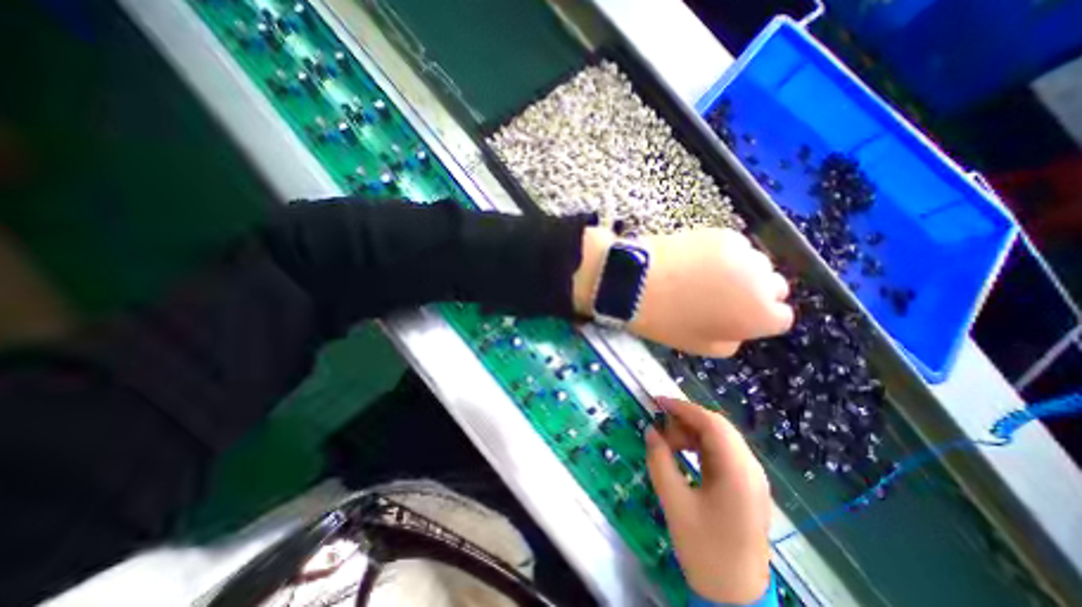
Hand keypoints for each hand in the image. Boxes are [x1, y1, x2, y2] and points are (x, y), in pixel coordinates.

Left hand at [574, 228, 791, 359]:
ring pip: (756, 264)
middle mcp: (763, 282)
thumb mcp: (701, 346)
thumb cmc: (667, 320)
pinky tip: (697, 260)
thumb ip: (733, 339)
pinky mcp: (724, 234)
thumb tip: (740, 328)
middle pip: (773, 286)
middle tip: (722, 295)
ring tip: (707, 276)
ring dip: (741, 271)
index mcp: (760, 316)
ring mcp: (744, 254)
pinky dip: (724, 254)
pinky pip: (735, 247)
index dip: (757, 316)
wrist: (638, 282)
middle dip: (755, 292)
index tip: (737, 314)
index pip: (780, 316)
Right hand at [645, 398, 774, 601]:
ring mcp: (751, 477)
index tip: (658, 402)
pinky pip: (722, 452)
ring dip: (692, 433)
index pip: (712, 424)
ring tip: (668, 442)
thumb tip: (651, 431)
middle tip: (660, 425)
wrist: (736, 597)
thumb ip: (660, 462)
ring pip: (720, 438)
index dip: (683, 408)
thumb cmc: (705, 551)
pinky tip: (683, 452)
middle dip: (686, 420)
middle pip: (718, 427)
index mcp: (738, 473)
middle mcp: (750, 469)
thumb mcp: (674, 504)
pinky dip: (700, 445)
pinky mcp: (746, 484)